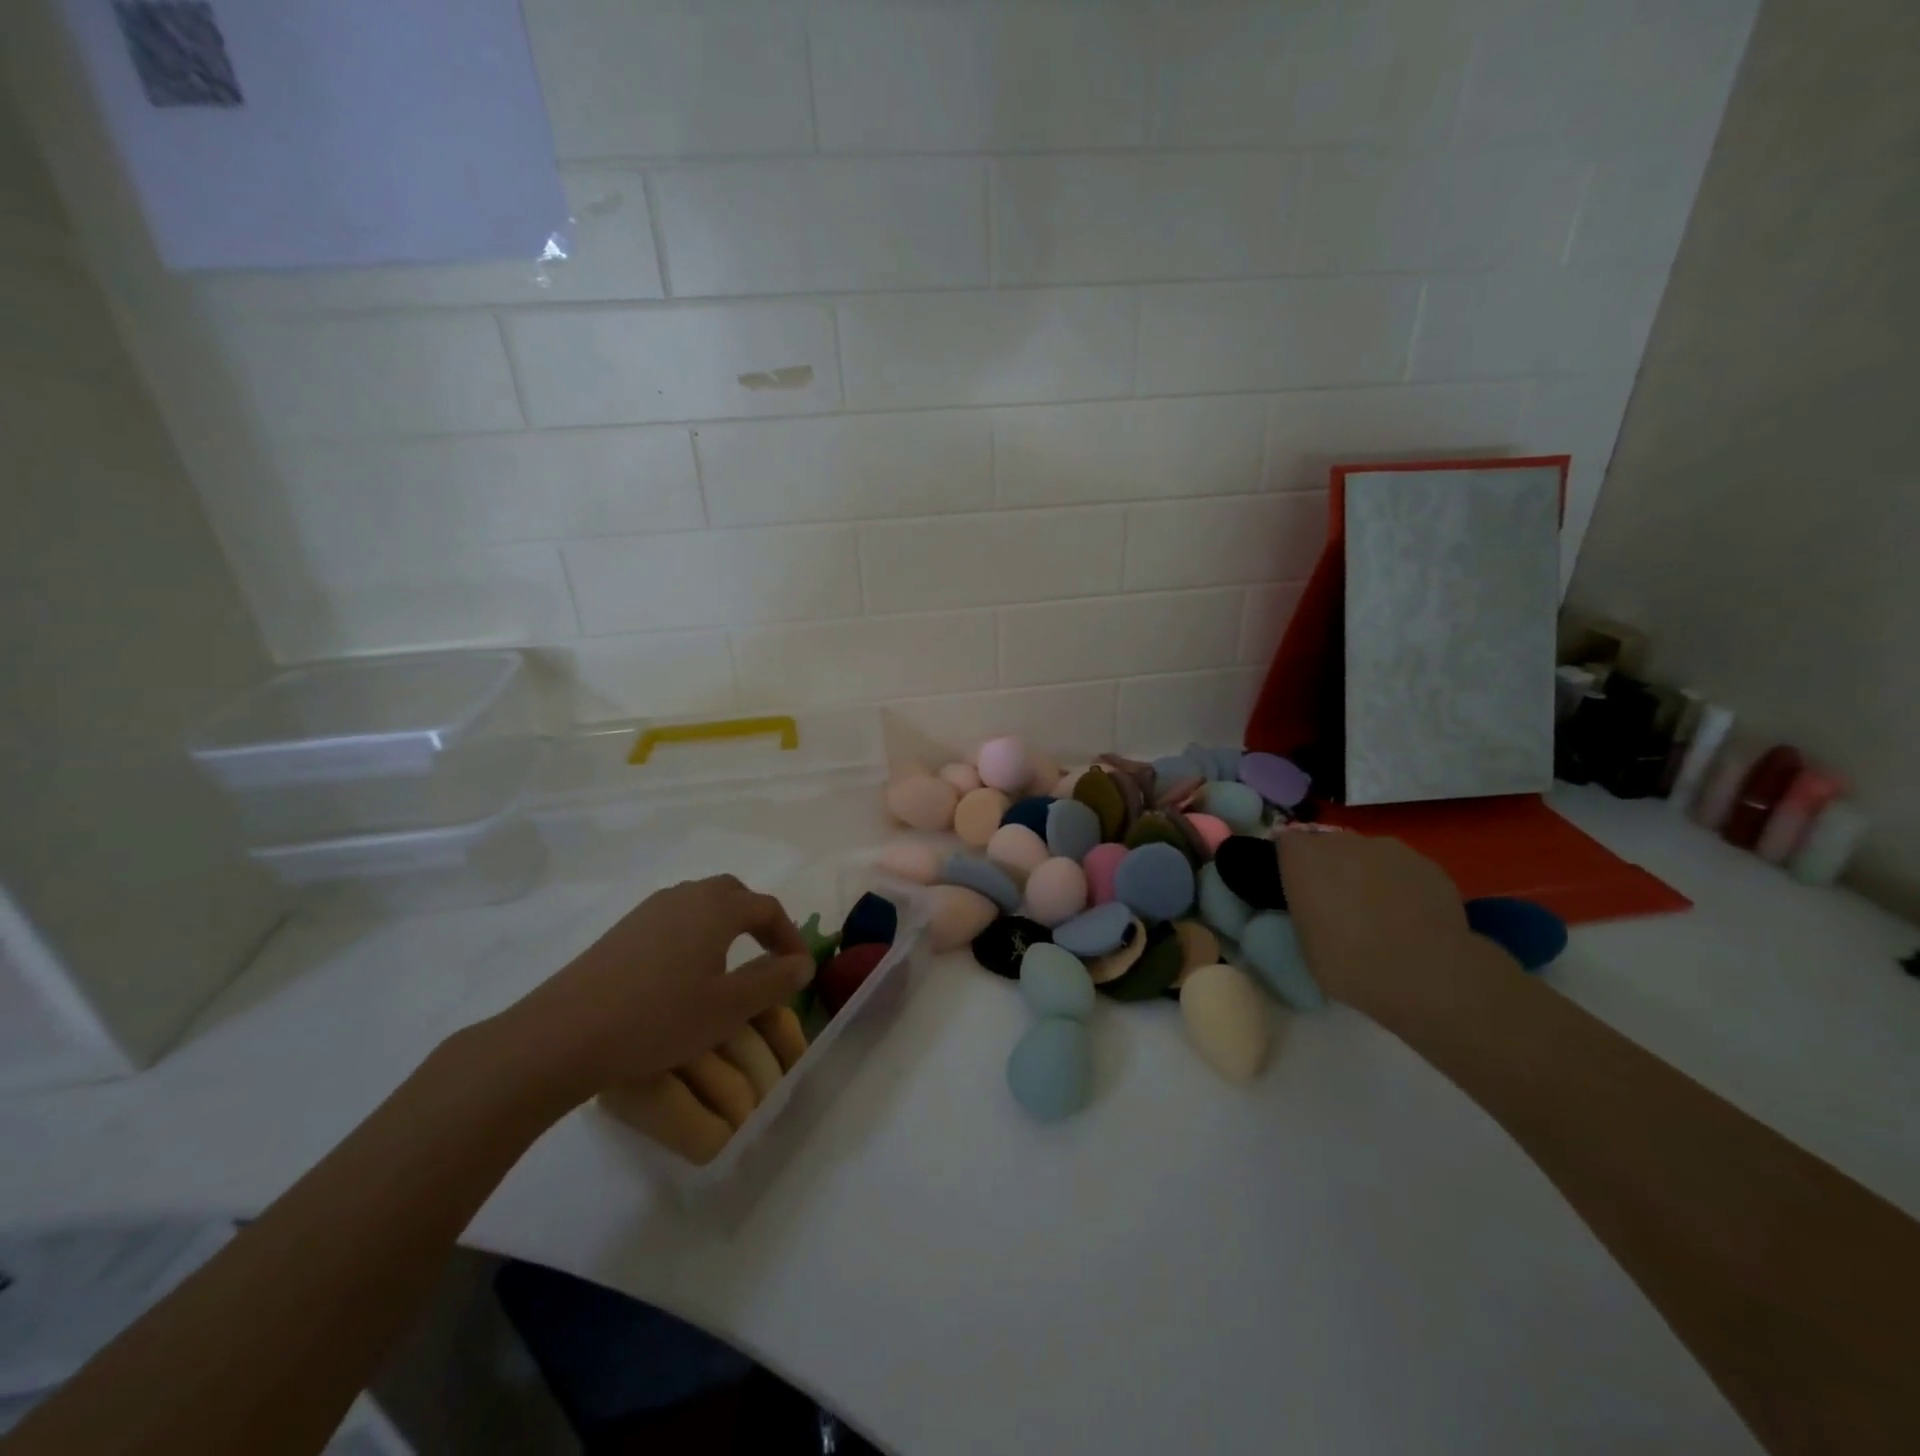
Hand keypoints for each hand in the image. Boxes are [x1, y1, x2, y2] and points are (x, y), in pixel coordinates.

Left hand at [489, 875, 812, 1111]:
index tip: (798, 969)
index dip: (789, 936)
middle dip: (757, 921)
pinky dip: (694, 935)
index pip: (768, 908)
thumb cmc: (659, 1018)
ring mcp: (649, 910)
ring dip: (725, 926)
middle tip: (767, 958)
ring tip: (729, 967)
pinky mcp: (623, 930)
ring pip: (701, 904)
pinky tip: (683, 975)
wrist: (563, 1035)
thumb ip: (773, 981)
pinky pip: (673, 919)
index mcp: (716, 907)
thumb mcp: (729, 1008)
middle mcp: (685, 895)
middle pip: (734, 895)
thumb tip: (803, 964)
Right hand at [1277, 831, 1474, 1013]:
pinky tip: (1413, 919)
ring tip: (1382, 914)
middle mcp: (1343, 841)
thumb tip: (1316, 903)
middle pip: (1330, 845)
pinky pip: (1404, 870)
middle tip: (1339, 905)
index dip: (1294, 864)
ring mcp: (1389, 849)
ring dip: (1369, 874)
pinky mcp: (1428, 865)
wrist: (1425, 975)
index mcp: (1304, 856)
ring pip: (1370, 855)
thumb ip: (1306, 907)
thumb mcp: (1304, 939)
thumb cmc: (1347, 962)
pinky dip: (1403, 887)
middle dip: (1333, 868)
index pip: (1287, 843)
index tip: (1300, 889)